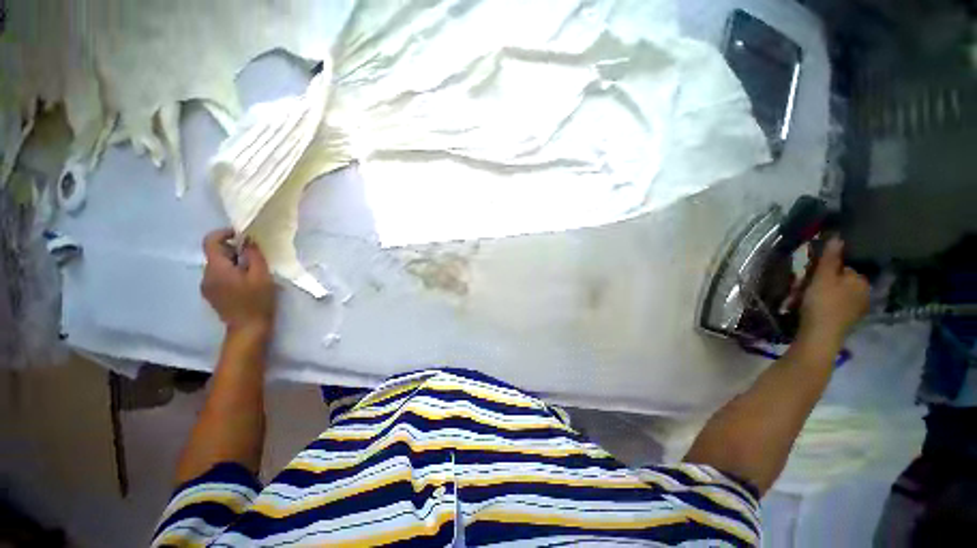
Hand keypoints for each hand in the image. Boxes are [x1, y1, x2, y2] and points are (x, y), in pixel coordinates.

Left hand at [201, 228, 275, 333]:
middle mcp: (205, 275)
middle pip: (214, 253)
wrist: (248, 328)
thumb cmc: (257, 300)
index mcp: (216, 268)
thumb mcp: (261, 275)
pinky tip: (244, 282)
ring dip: (232, 262)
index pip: (210, 241)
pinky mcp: (210, 294)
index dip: (224, 233)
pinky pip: (217, 276)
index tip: (242, 235)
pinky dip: (229, 273)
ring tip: (251, 271)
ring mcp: (206, 286)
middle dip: (233, 250)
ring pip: (217, 265)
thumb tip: (249, 240)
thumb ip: (254, 255)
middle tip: (254, 256)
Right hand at [799, 238, 869, 342]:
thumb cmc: (822, 303)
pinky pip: (833, 307)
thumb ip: (830, 258)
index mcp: (861, 281)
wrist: (820, 336)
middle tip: (800, 290)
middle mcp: (864, 294)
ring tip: (800, 301)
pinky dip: (821, 307)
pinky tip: (809, 311)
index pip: (841, 268)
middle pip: (837, 282)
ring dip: (817, 295)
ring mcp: (856, 310)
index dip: (822, 271)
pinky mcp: (846, 321)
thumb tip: (838, 237)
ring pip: (833, 295)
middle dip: (818, 284)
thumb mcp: (822, 277)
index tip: (807, 276)